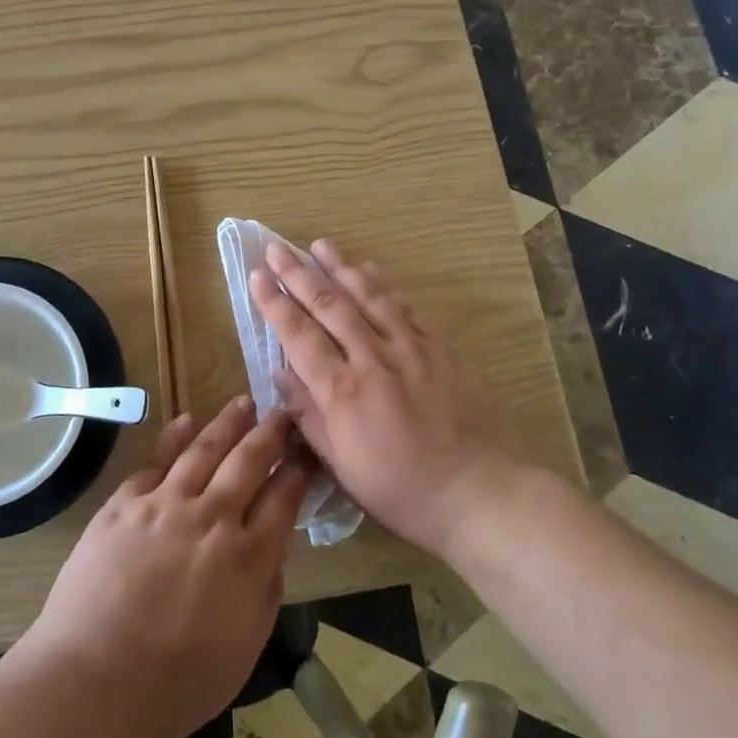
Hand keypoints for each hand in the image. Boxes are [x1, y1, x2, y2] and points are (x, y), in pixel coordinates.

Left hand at [23, 397, 310, 737]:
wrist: (95, 679)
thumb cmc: (176, 683)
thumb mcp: (244, 650)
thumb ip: (265, 594)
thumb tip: (273, 552)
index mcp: (247, 558)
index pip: (283, 499)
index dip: (298, 472)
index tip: (305, 453)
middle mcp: (212, 518)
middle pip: (248, 462)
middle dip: (270, 434)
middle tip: (283, 413)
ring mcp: (165, 505)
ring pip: (204, 450)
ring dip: (228, 423)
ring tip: (243, 403)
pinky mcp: (125, 504)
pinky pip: (156, 461)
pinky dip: (174, 437)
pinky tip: (187, 421)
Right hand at [249, 239, 518, 556]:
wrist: (482, 492)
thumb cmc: (404, 491)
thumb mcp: (344, 466)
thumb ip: (309, 416)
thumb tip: (280, 374)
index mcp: (343, 392)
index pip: (299, 336)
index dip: (274, 303)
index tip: (256, 276)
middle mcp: (373, 359)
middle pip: (329, 306)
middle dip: (298, 274)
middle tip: (275, 249)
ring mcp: (410, 348)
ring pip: (368, 296)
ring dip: (339, 267)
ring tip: (319, 245)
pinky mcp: (440, 348)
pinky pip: (405, 306)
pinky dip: (383, 284)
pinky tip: (369, 268)